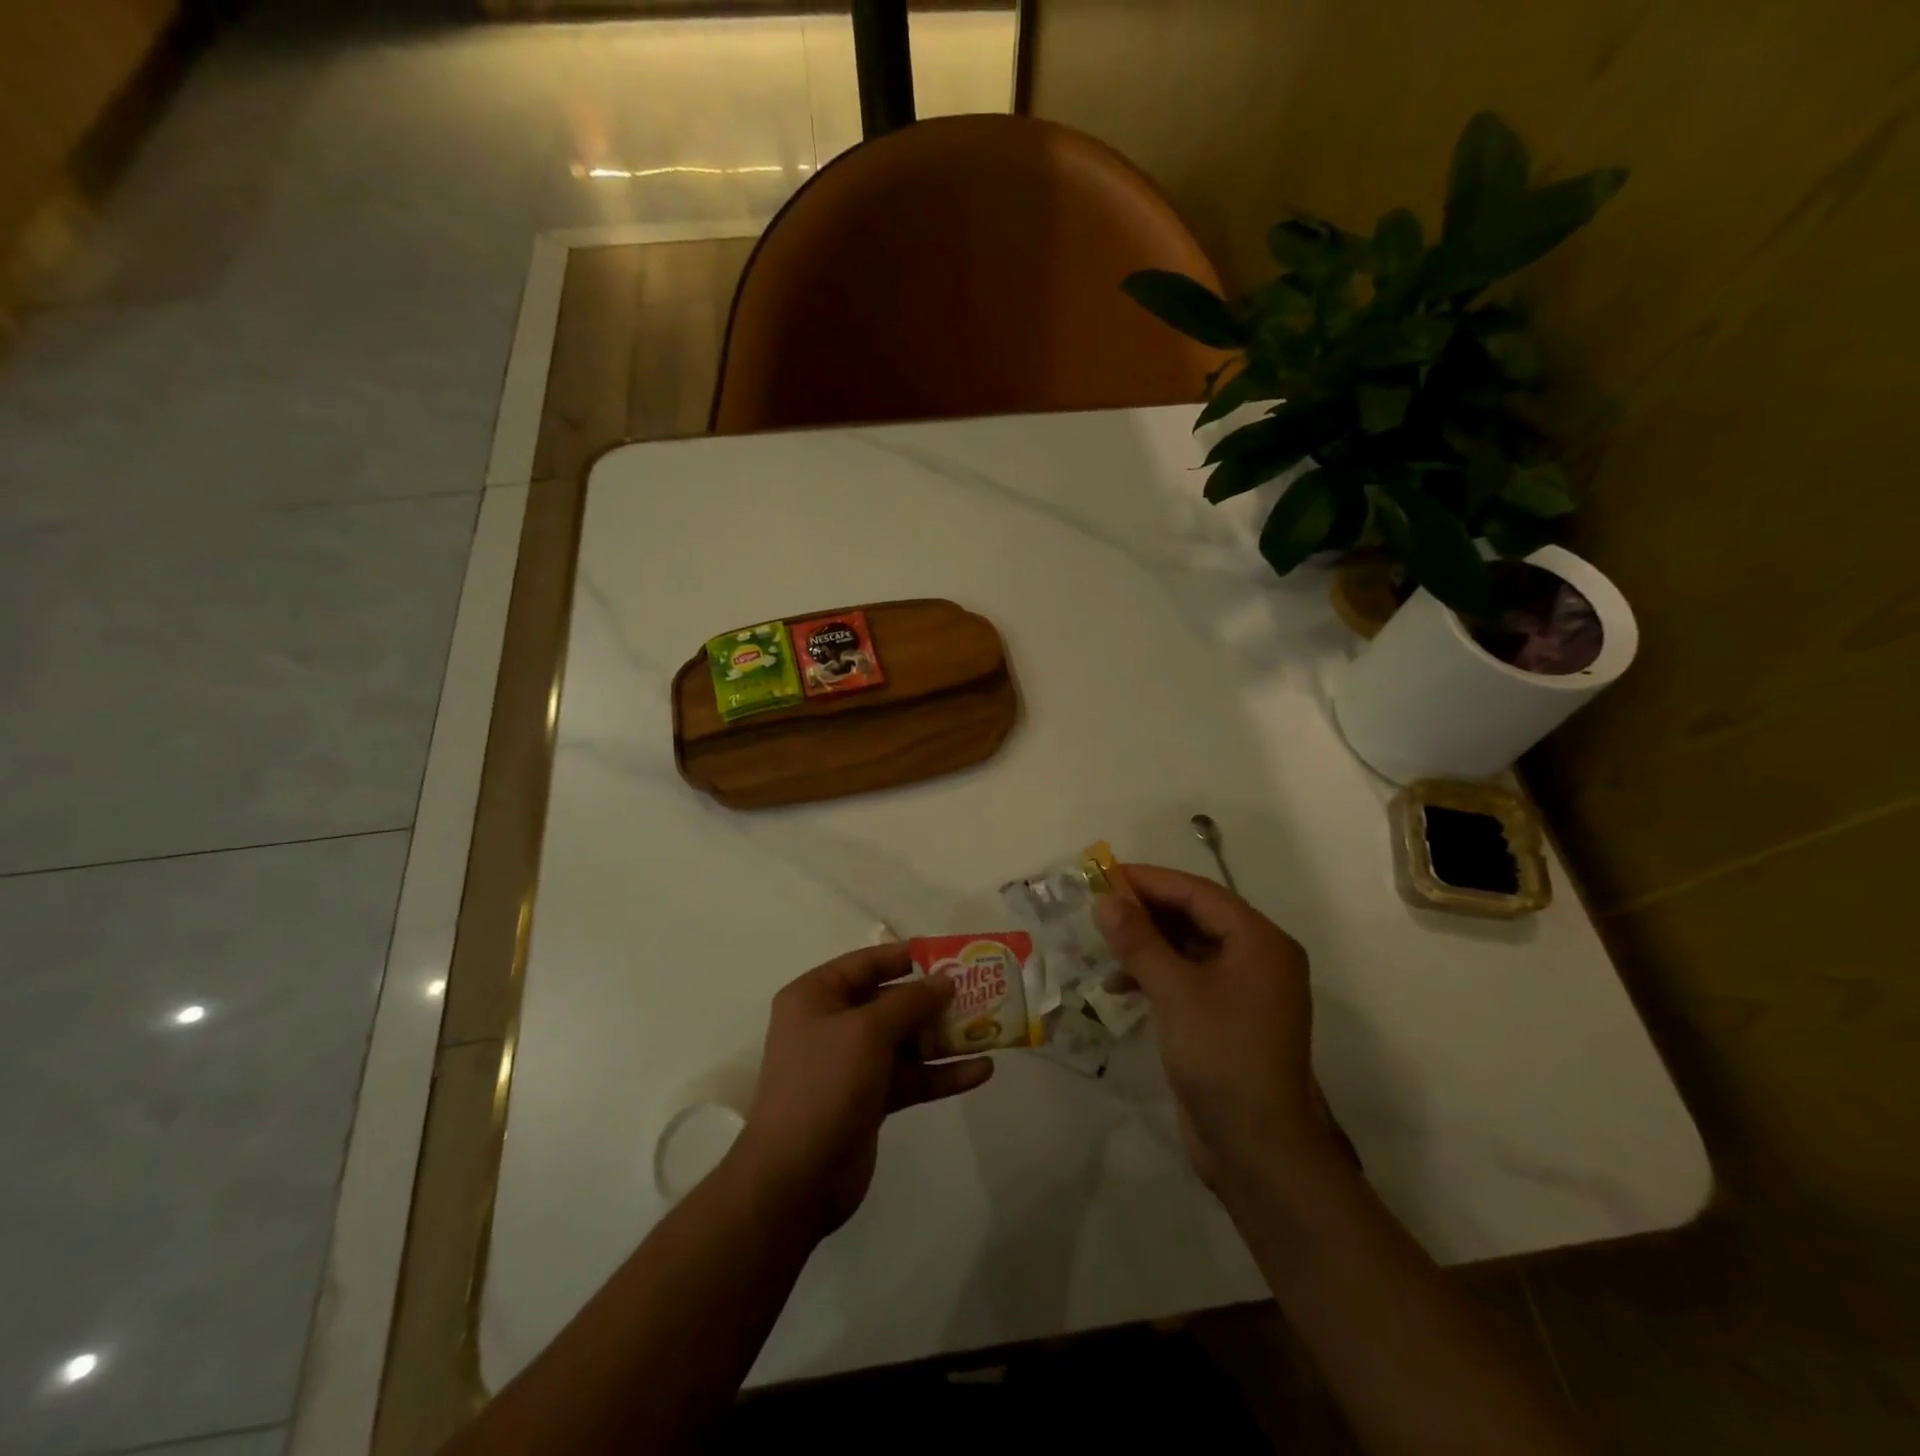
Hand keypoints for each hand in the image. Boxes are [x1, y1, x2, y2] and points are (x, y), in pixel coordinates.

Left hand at [732, 943, 994, 1235]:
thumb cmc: (826, 1083)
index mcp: (816, 997)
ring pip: (905, 1041)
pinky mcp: (869, 1099)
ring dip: (944, 1038)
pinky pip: (910, 1077)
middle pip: (890, 1002)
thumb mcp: (867, 1031)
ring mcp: (851, 1064)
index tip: (948, 955)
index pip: (866, 964)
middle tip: (979, 992)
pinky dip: (942, 1074)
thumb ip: (910, 1001)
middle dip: (933, 1000)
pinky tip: (981, 1071)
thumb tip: (944, 980)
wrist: (796, 1177)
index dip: (905, 957)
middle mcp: (832, 1025)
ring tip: (989, 1030)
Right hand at [1093, 864, 1341, 1194]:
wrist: (1258, 1149)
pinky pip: (1188, 977)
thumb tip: (1105, 900)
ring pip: (1188, 947)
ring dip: (1146, 944)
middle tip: (1097, 907)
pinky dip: (1155, 974)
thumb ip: (1138, 940)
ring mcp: (1244, 989)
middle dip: (1145, 912)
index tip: (1104, 874)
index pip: (1198, 893)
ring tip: (1102, 945)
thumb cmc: (1221, 1056)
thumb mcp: (1174, 992)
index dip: (1149, 881)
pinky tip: (1120, 986)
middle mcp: (1257, 957)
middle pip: (1195, 916)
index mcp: (1259, 941)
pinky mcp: (1227, 1017)